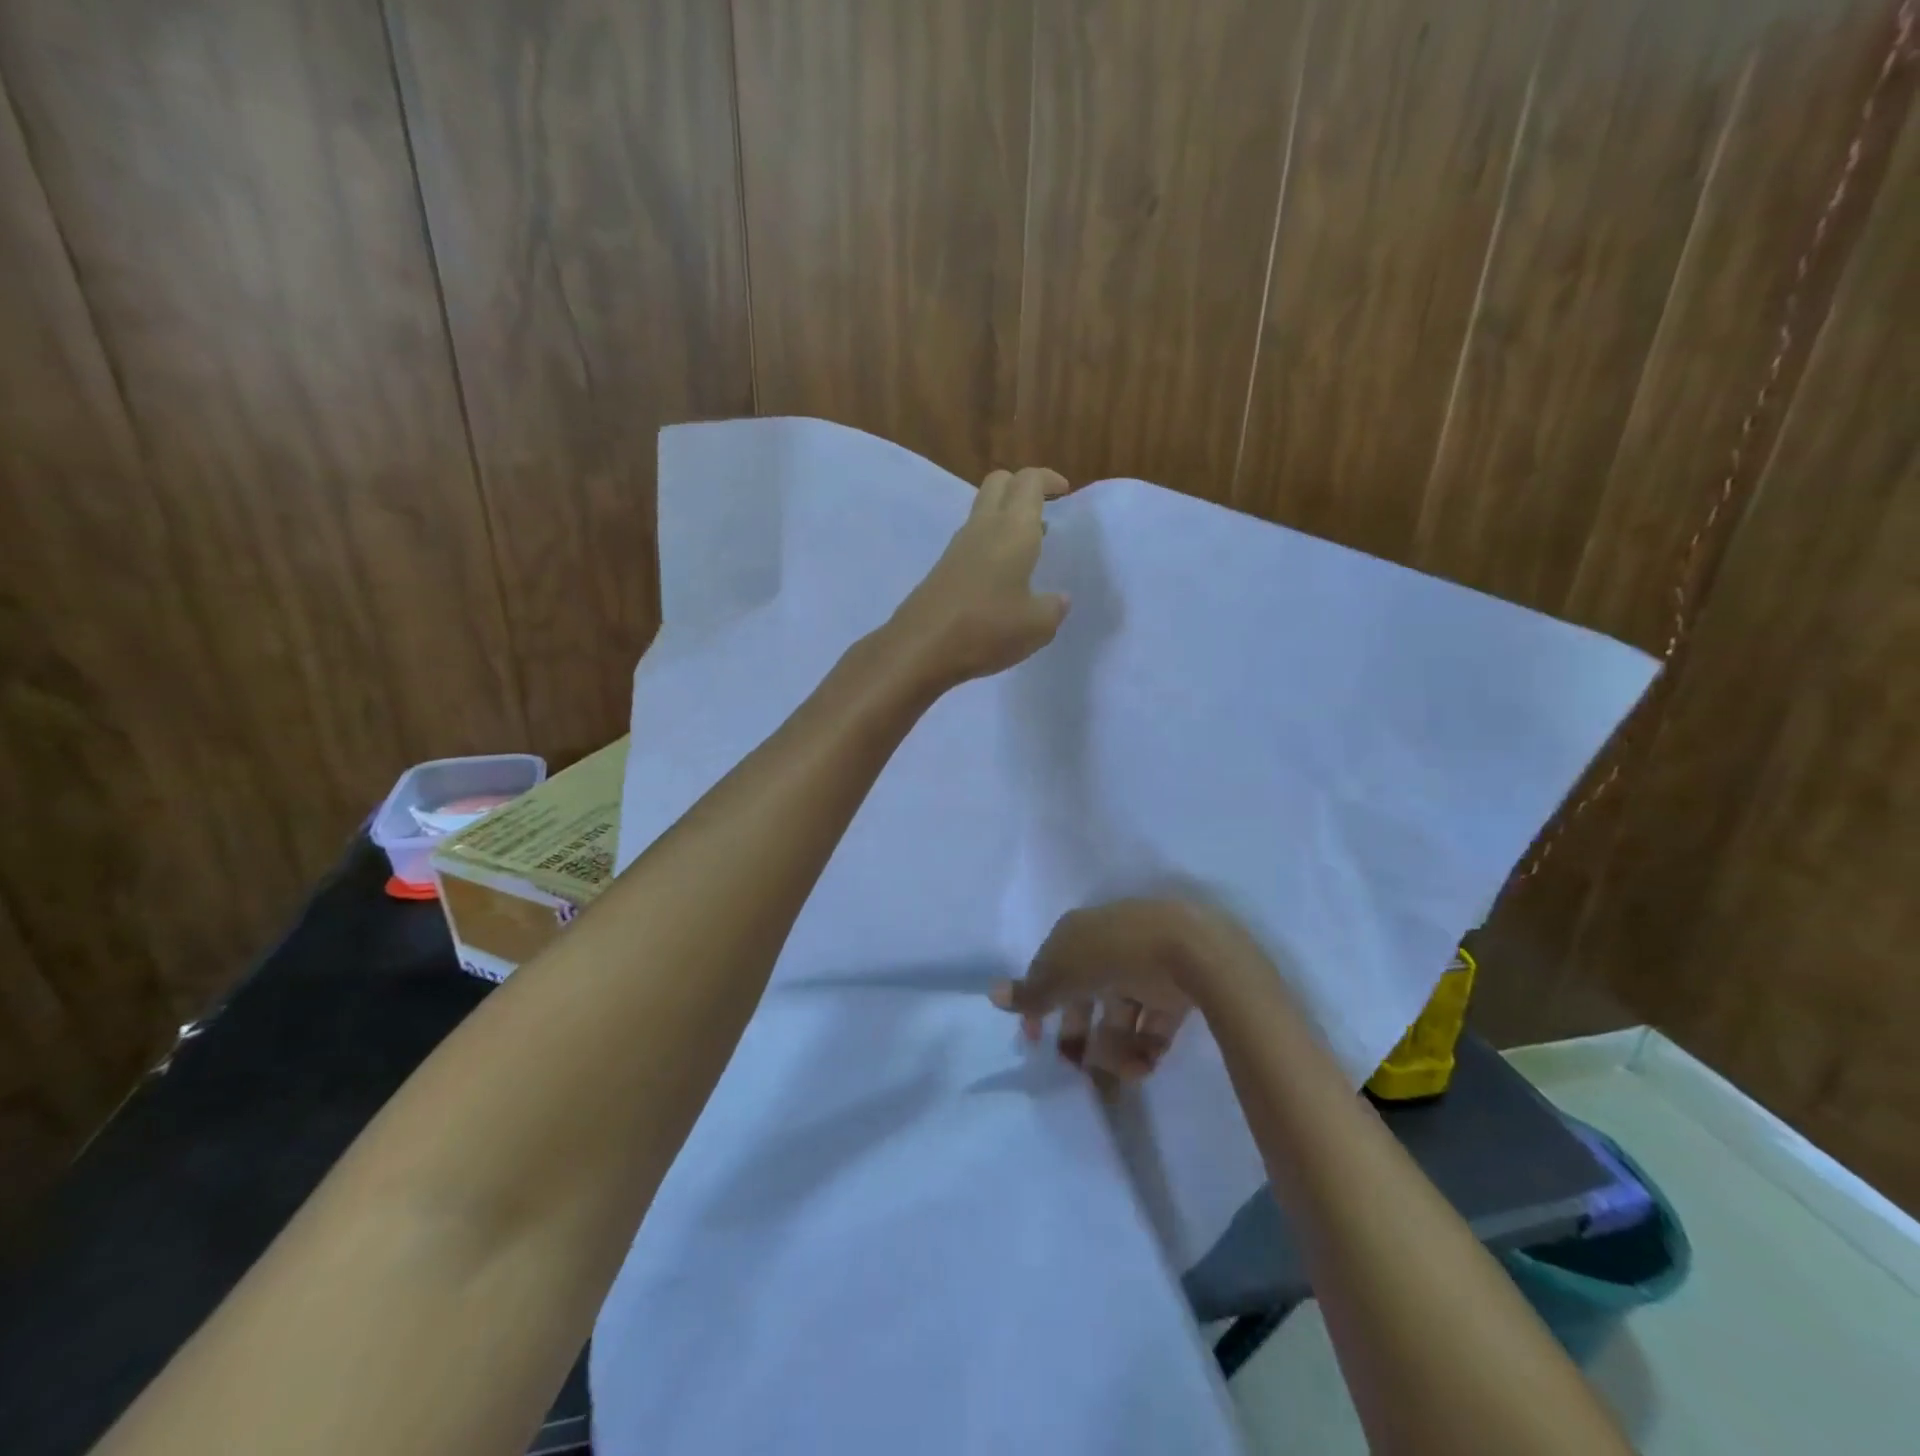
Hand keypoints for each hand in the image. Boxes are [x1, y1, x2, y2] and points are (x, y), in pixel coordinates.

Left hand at [886, 467, 1070, 688]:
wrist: (920, 648)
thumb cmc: (987, 629)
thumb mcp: (1037, 626)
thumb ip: (1054, 608)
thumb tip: (1057, 599)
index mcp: (1013, 529)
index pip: (1029, 481)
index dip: (1049, 479)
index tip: (1065, 492)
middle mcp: (984, 527)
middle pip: (999, 483)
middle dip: (1022, 488)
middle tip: (1044, 512)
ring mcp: (958, 547)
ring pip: (983, 512)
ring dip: (1006, 519)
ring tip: (1029, 550)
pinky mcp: (943, 569)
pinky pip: (972, 542)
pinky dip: (991, 545)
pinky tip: (1002, 579)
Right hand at [990, 900, 1215, 1081]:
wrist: (1192, 948)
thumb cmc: (1115, 954)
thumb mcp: (1064, 972)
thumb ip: (1031, 991)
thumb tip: (991, 993)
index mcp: (1079, 932)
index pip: (1050, 968)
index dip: (1039, 1003)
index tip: (1034, 1039)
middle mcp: (1109, 945)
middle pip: (1085, 994)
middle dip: (1079, 1033)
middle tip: (1078, 1067)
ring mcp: (1145, 965)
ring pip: (1121, 1013)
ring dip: (1116, 1049)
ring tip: (1124, 1074)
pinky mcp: (1178, 987)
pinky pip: (1154, 1021)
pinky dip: (1147, 1046)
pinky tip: (1145, 1066)